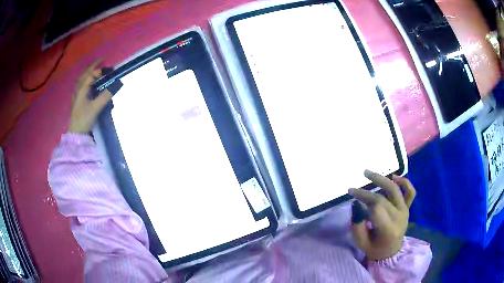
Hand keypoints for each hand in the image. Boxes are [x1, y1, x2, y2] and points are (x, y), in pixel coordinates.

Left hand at [69, 60, 111, 133]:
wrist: (76, 134)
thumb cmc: (84, 119)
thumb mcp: (95, 108)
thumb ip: (106, 96)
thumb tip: (117, 84)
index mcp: (81, 90)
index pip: (91, 75)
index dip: (100, 70)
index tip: (110, 69)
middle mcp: (78, 90)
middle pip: (85, 74)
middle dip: (93, 67)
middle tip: (101, 61)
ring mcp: (77, 96)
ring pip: (82, 80)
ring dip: (89, 73)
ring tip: (96, 70)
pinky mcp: (78, 102)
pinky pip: (82, 86)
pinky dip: (86, 81)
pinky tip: (89, 84)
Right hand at [349, 170, 415, 260]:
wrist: (391, 252)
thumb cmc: (375, 248)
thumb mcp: (361, 243)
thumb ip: (358, 225)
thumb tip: (357, 204)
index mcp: (388, 229)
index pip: (376, 207)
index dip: (363, 197)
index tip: (351, 193)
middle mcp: (399, 217)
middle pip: (382, 198)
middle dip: (366, 191)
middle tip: (354, 187)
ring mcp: (405, 210)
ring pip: (395, 190)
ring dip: (382, 179)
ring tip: (368, 173)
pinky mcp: (407, 207)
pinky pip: (410, 192)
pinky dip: (404, 182)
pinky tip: (394, 176)